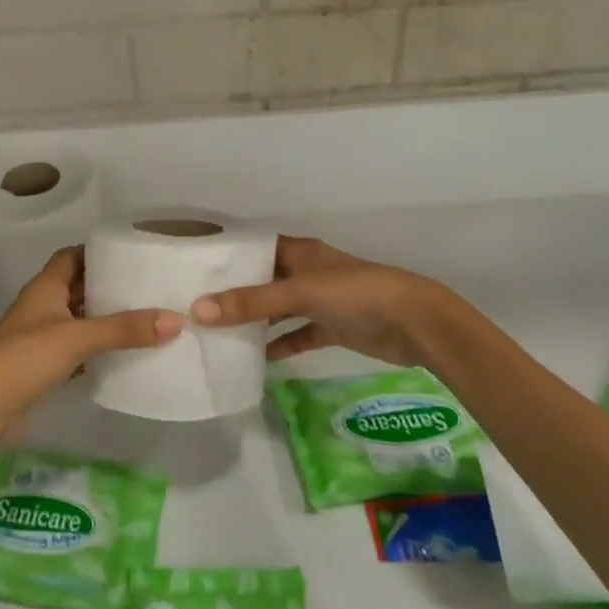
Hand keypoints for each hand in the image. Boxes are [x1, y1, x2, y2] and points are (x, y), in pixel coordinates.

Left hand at [0, 248, 181, 444]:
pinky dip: (99, 349)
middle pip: (80, 286)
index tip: (134, 253)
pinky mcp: (44, 365)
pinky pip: (78, 348)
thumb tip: (176, 319)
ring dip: (107, 319)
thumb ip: (124, 329)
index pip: (73, 256)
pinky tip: (126, 354)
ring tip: (149, 317)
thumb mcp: (76, 338)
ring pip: (81, 319)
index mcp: (45, 286)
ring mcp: (42, 336)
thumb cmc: (23, 359)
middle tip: (152, 286)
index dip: (99, 252)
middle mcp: (44, 306)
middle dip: (111, 286)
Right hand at [191, 235, 461, 369]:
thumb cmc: (356, 294)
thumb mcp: (301, 292)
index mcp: (299, 252)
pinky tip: (258, 359)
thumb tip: (198, 310)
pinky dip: (281, 345)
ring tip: (218, 334)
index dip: (228, 257)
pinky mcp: (333, 327)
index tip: (193, 269)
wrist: (416, 324)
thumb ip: (252, 302)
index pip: (255, 248)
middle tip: (195, 307)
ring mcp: (321, 301)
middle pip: (263, 280)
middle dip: (235, 293)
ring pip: (279, 309)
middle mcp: (307, 272)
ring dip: (256, 321)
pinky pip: (298, 335)